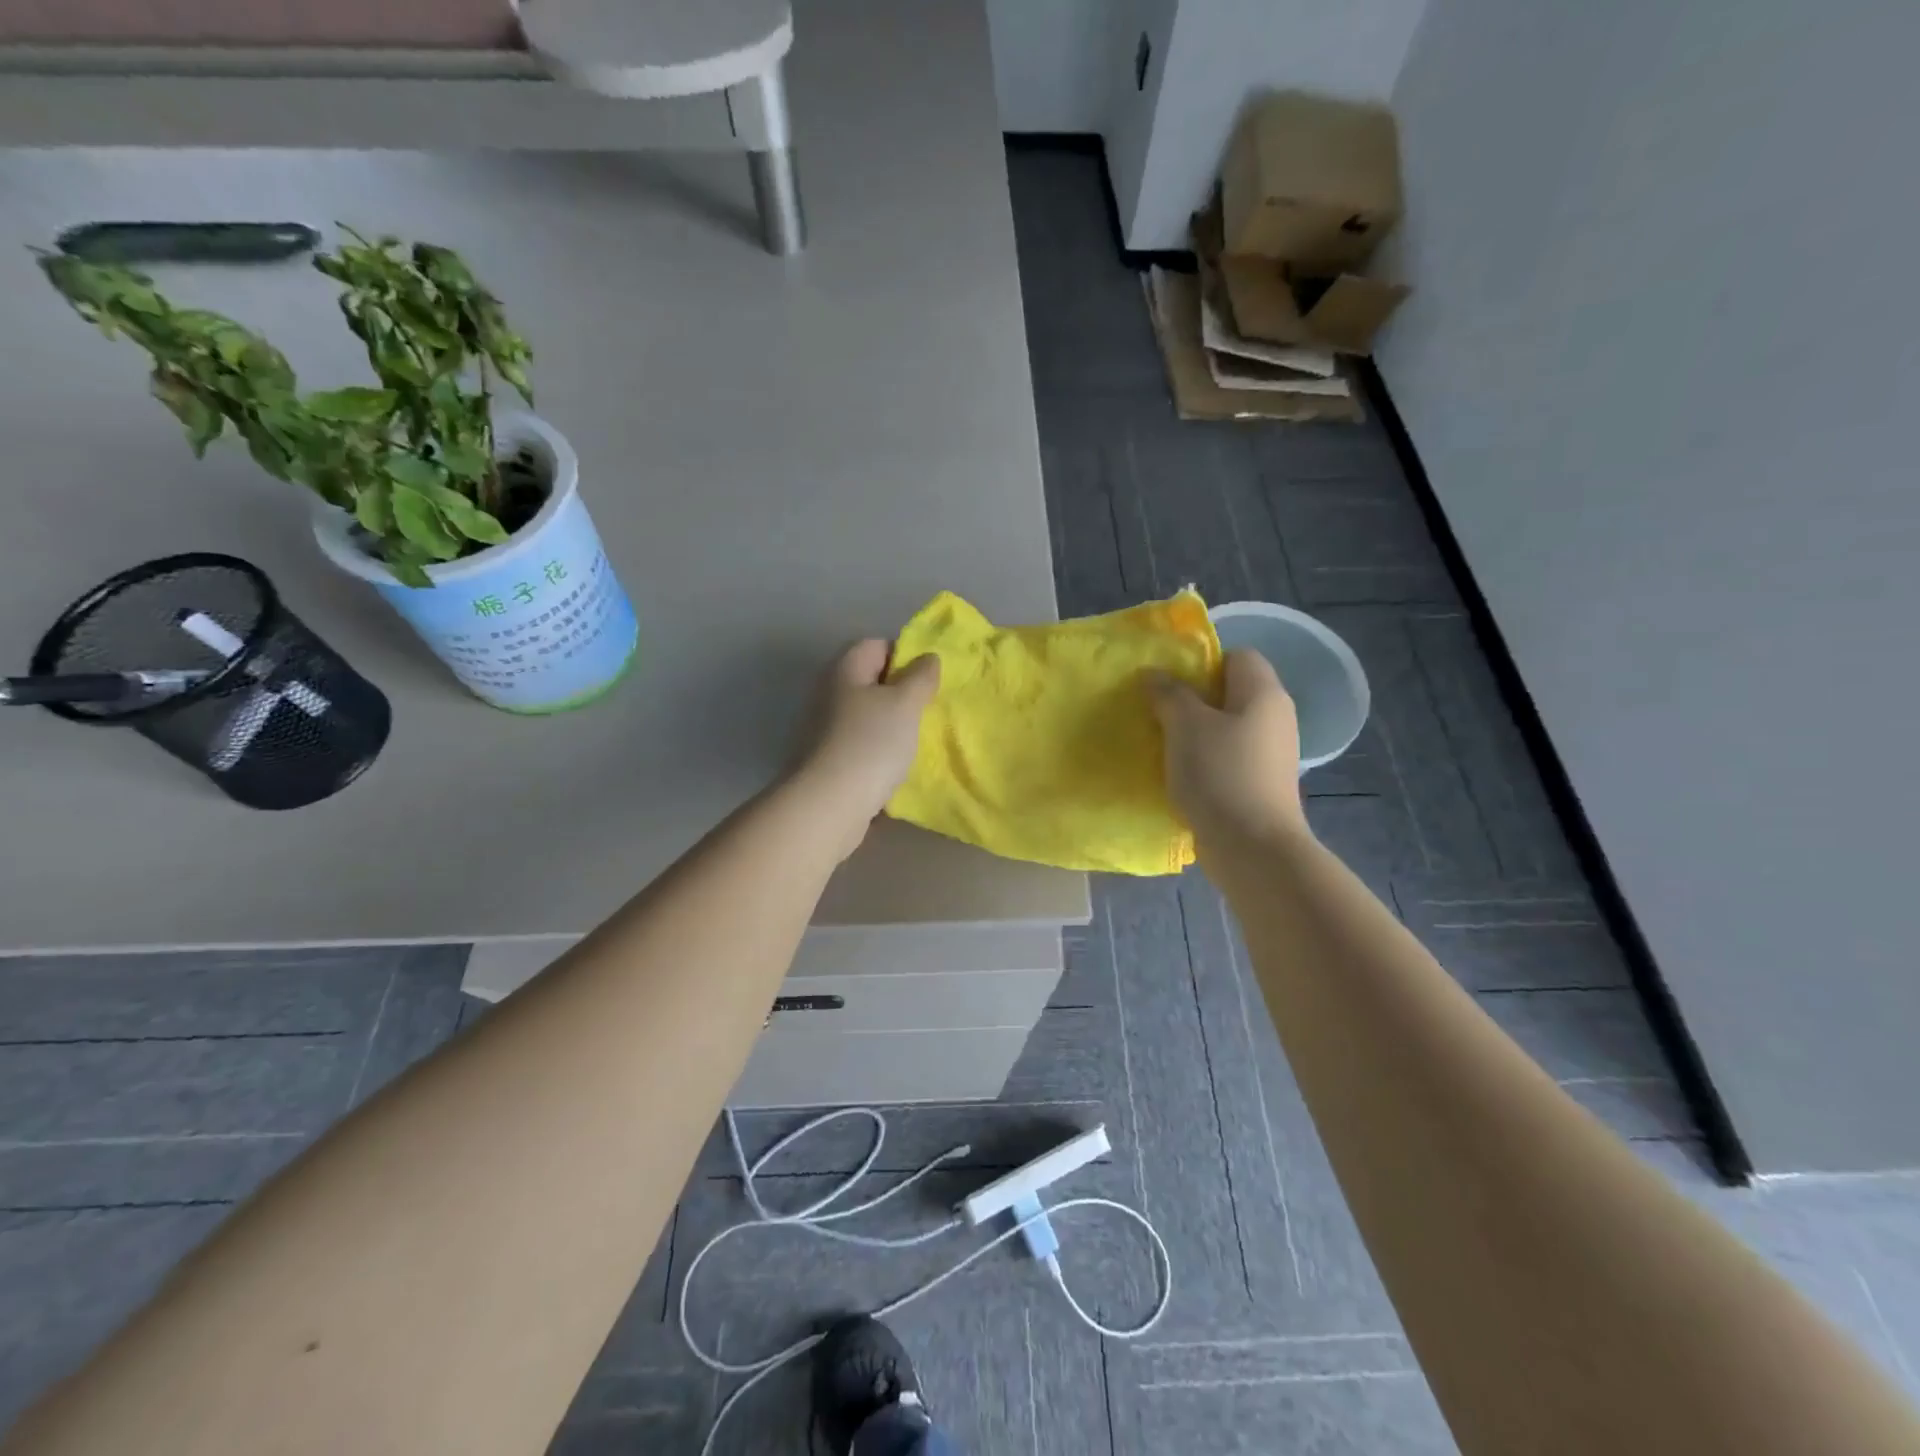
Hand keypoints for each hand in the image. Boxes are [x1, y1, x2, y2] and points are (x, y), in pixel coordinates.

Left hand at [792, 639, 939, 858]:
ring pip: (867, 715)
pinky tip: (895, 764)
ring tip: (916, 739)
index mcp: (844, 669)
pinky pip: (860, 743)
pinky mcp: (826, 758)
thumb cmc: (870, 743)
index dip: (905, 656)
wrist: (829, 804)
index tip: (928, 680)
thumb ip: (920, 677)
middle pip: (871, 681)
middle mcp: (829, 692)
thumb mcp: (905, 704)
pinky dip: (878, 750)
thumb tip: (927, 658)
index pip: (877, 645)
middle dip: (901, 693)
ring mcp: (824, 727)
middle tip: (927, 710)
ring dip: (891, 724)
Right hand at [1148, 649, 1306, 847]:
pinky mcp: (1259, 784)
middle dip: (1192, 698)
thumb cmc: (1221, 775)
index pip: (1238, 656)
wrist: (1253, 848)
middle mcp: (1274, 718)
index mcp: (1263, 694)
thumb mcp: (1186, 726)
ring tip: (1160, 742)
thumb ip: (1169, 694)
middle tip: (1156, 710)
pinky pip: (1227, 757)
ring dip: (1193, 732)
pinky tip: (1178, 774)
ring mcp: (1270, 754)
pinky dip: (1203, 760)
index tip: (1169, 680)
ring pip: (1226, 727)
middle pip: (1230, 692)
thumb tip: (1154, 673)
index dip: (1203, 662)